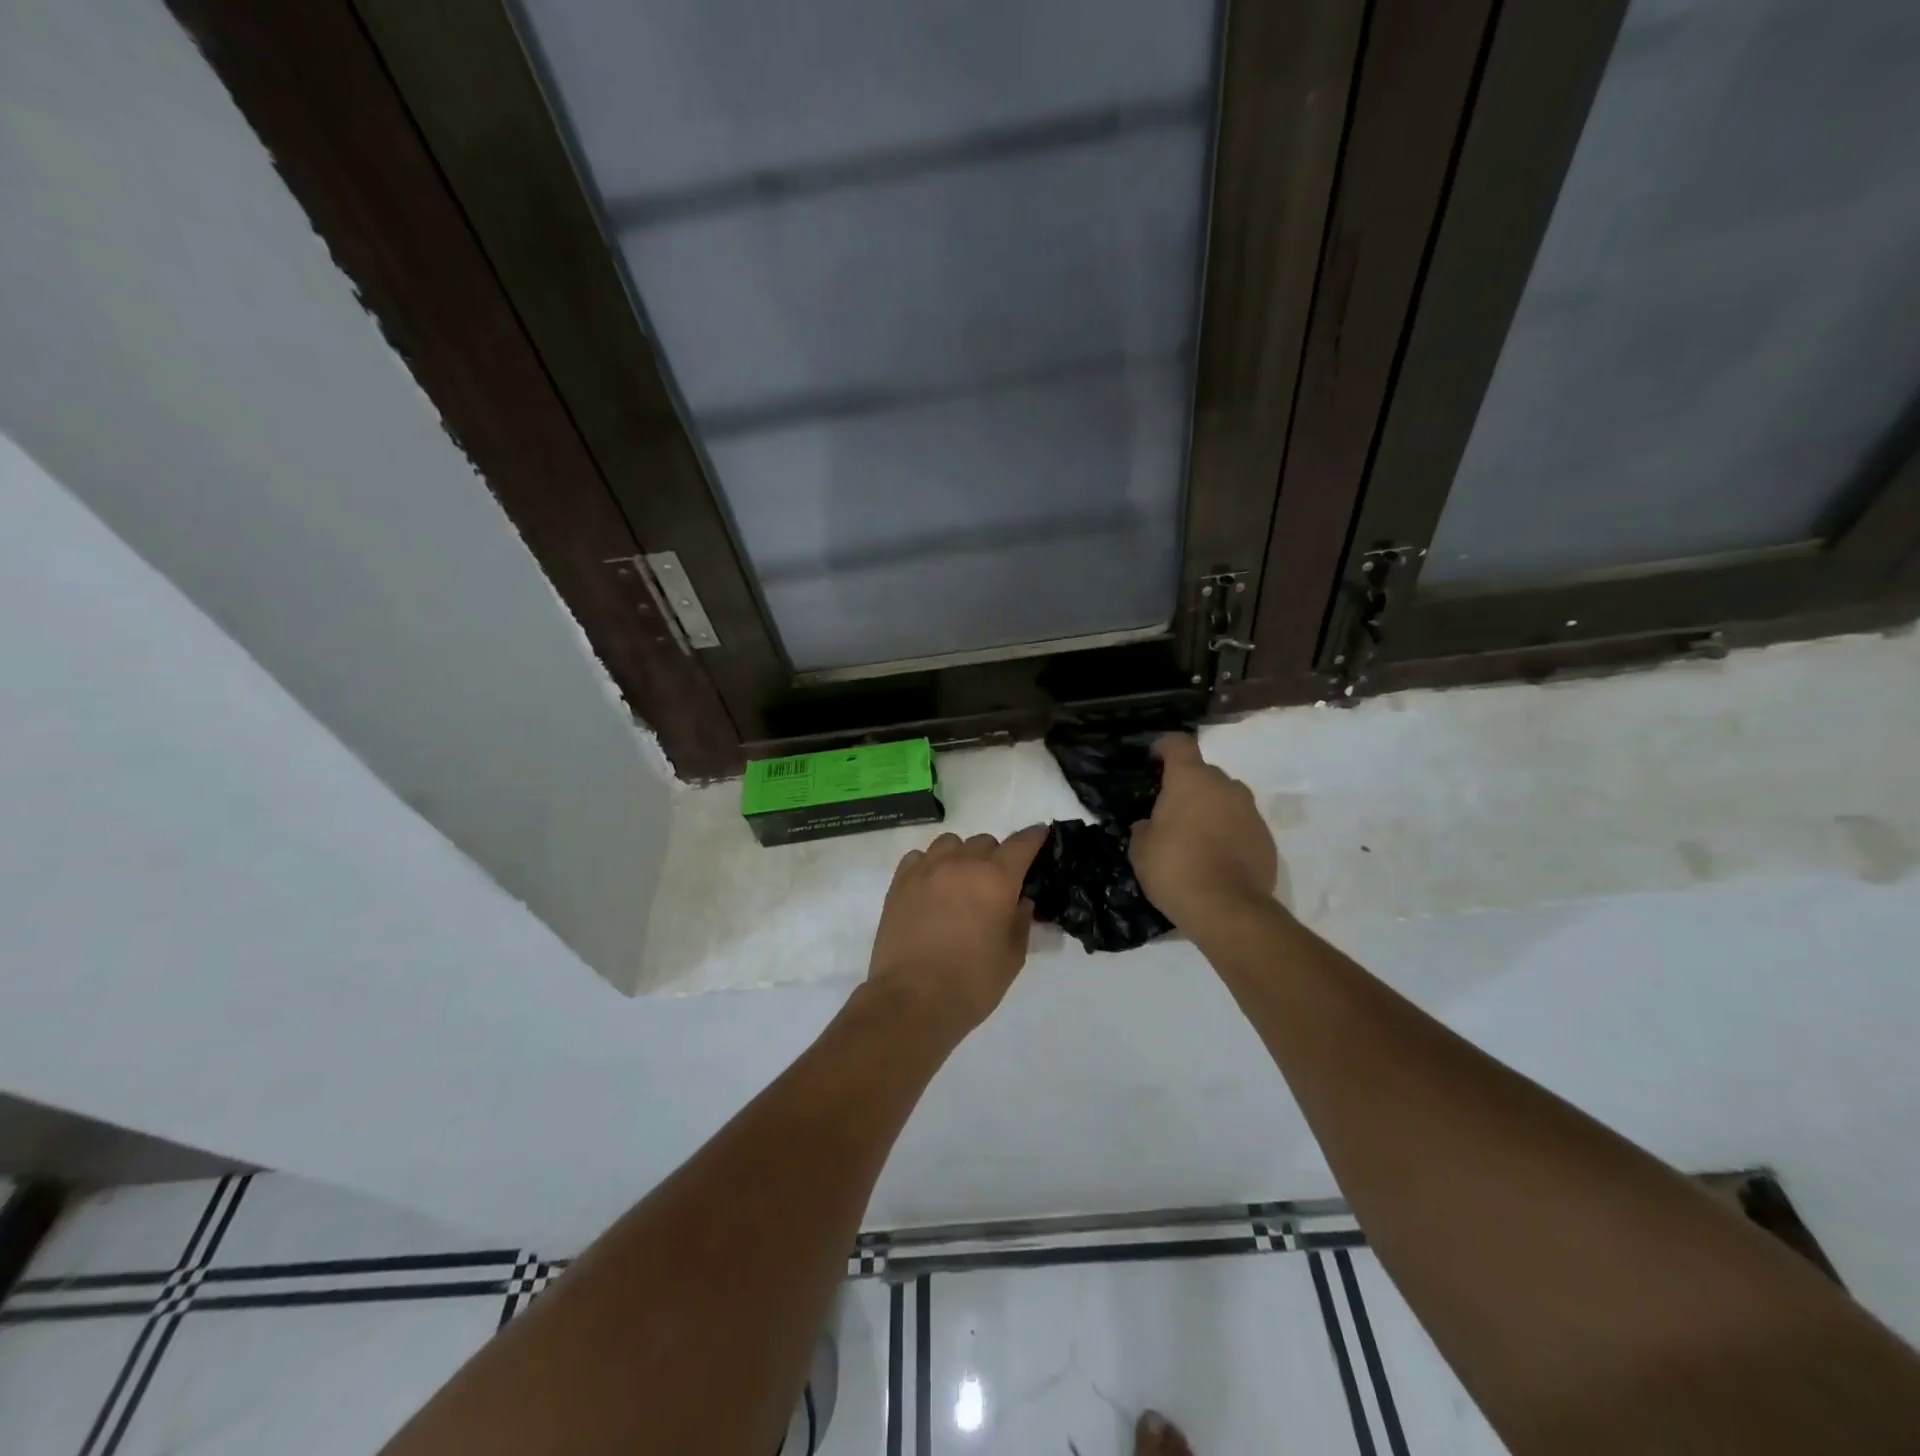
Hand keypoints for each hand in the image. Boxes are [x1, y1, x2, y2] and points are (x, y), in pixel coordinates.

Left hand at [868, 827, 1047, 1033]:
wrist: (911, 1000)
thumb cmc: (971, 983)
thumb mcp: (1011, 957)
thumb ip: (1020, 922)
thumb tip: (1020, 900)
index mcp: (996, 879)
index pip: (1021, 844)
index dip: (1034, 837)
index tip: (1040, 835)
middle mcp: (961, 864)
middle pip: (985, 841)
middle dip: (996, 856)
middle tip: (996, 884)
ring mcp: (927, 870)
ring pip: (950, 843)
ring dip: (962, 855)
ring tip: (961, 882)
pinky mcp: (900, 882)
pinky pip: (919, 857)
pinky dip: (930, 864)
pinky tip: (932, 887)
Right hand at [1129, 734, 1277, 930]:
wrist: (1227, 908)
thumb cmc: (1175, 868)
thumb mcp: (1141, 849)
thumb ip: (1145, 828)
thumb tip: (1150, 825)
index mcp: (1190, 780)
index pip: (1179, 744)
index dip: (1165, 746)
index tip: (1154, 757)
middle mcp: (1225, 787)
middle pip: (1205, 774)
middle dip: (1189, 787)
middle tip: (1172, 811)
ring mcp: (1251, 812)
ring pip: (1226, 799)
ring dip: (1212, 810)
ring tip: (1196, 837)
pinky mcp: (1267, 838)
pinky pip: (1242, 825)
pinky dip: (1229, 833)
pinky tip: (1217, 858)